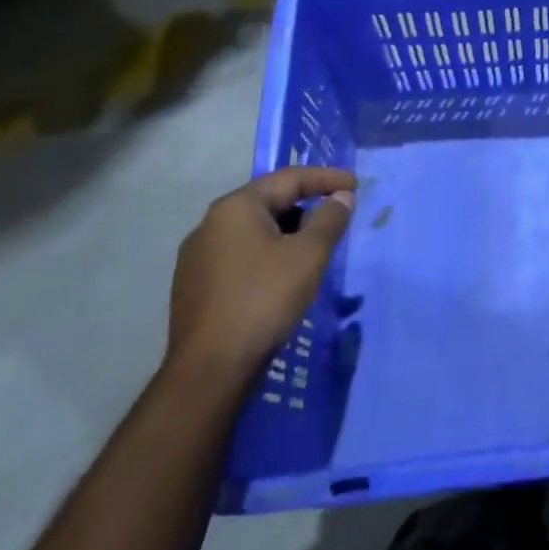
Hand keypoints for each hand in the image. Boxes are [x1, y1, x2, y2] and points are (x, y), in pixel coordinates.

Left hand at [166, 166, 355, 384]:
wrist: (209, 371)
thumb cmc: (264, 299)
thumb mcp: (309, 255)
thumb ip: (330, 219)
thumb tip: (341, 196)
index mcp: (235, 208)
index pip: (288, 179)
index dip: (326, 178)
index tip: (354, 184)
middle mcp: (210, 224)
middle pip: (268, 202)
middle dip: (306, 205)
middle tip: (337, 216)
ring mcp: (197, 258)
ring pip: (253, 231)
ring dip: (287, 232)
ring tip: (314, 247)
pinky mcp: (194, 287)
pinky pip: (239, 256)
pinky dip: (267, 254)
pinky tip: (282, 275)